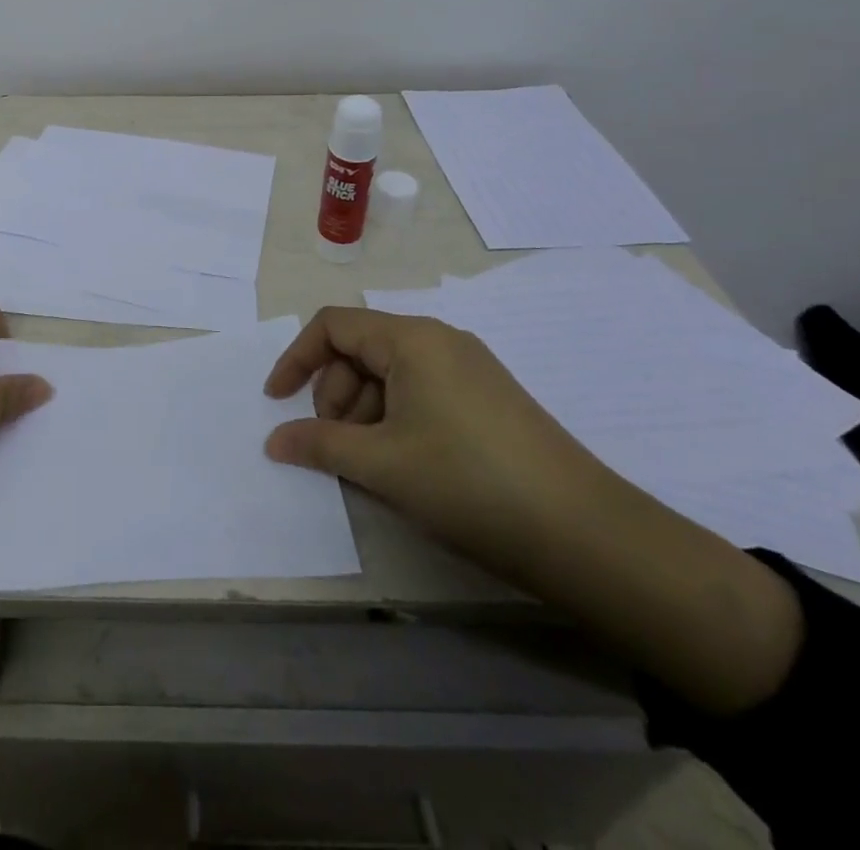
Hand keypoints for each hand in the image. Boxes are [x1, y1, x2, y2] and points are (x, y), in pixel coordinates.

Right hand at [262, 307, 606, 568]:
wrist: (585, 534)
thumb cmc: (468, 482)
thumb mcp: (382, 464)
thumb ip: (319, 445)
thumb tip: (274, 440)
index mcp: (411, 339)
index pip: (334, 325)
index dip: (297, 358)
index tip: (278, 401)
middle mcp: (439, 341)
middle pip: (361, 349)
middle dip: (333, 394)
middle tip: (335, 446)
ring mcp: (468, 370)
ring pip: (390, 374)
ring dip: (363, 413)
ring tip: (370, 465)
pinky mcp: (487, 400)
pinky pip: (421, 393)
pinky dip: (395, 421)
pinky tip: (403, 465)